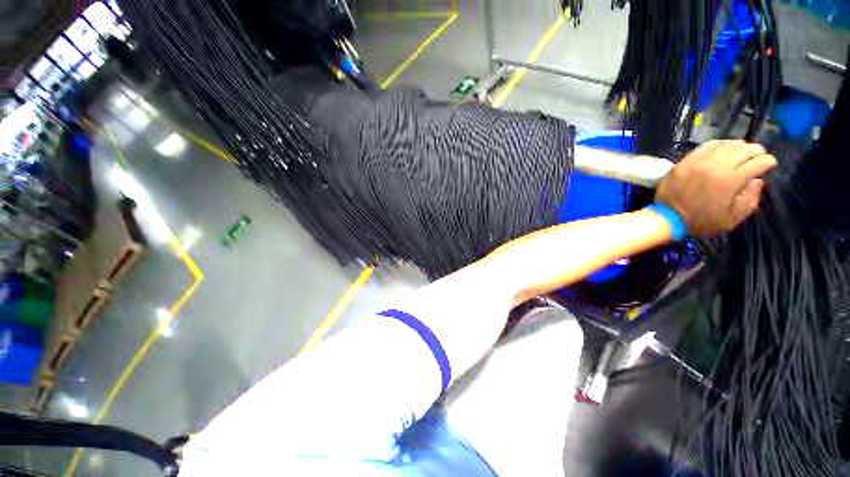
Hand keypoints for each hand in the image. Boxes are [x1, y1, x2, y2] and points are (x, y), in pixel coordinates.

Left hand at [655, 140, 776, 236]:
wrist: (666, 218)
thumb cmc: (701, 221)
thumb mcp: (731, 219)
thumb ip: (750, 200)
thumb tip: (758, 181)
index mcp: (730, 181)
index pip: (757, 162)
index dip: (768, 161)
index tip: (770, 164)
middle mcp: (715, 167)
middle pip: (743, 149)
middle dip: (756, 150)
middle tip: (758, 155)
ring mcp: (698, 162)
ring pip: (725, 145)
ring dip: (738, 146)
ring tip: (742, 151)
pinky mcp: (684, 162)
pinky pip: (705, 147)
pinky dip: (718, 145)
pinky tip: (723, 149)